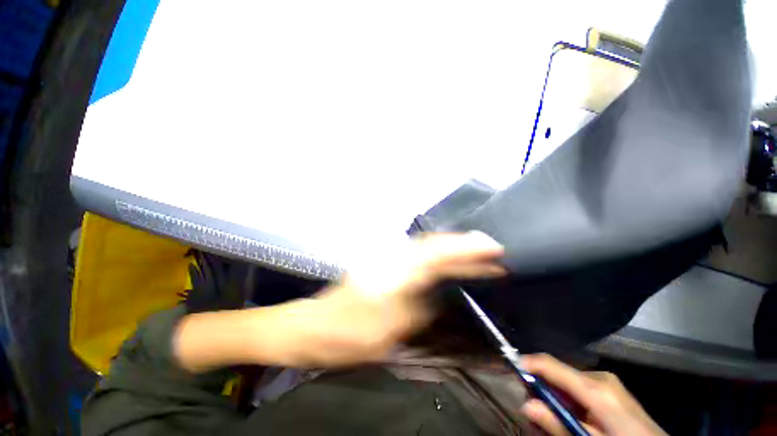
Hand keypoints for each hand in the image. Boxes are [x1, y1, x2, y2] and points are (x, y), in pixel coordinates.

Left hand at [174, 232, 504, 371]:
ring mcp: (386, 261)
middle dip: (462, 248)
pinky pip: (417, 259)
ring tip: (476, 258)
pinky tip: (447, 266)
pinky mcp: (383, 266)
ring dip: (451, 252)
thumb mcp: (386, 332)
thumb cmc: (346, 334)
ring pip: (426, 250)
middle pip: (433, 246)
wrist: (312, 327)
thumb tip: (436, 297)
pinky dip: (436, 259)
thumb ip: (417, 310)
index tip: (492, 248)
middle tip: (490, 251)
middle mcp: (393, 259)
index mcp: (395, 273)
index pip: (437, 254)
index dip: (466, 250)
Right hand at [520, 354, 666, 435]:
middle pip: (557, 372)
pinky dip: (567, 399)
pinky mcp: (609, 388)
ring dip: (553, 397)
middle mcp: (599, 377)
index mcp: (596, 389)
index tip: (507, 368)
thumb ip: (558, 425)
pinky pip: (578, 387)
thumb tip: (526, 405)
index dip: (526, 363)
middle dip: (540, 388)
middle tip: (533, 412)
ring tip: (552, 419)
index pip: (550, 364)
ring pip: (565, 380)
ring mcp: (606, 381)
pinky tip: (570, 417)